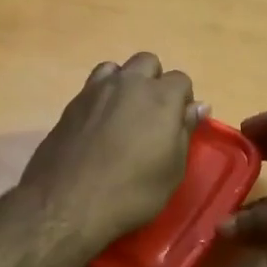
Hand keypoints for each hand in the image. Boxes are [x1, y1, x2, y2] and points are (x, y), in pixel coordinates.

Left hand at [19, 53, 207, 250]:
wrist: (67, 203)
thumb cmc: (131, 192)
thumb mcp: (172, 170)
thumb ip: (185, 131)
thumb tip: (198, 106)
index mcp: (160, 97)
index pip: (180, 79)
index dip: (182, 100)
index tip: (178, 124)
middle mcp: (128, 83)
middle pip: (147, 62)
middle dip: (154, 81)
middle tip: (152, 115)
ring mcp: (95, 90)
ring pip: (116, 69)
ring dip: (125, 83)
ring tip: (124, 114)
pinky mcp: (71, 104)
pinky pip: (92, 87)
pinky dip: (101, 97)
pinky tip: (99, 125)